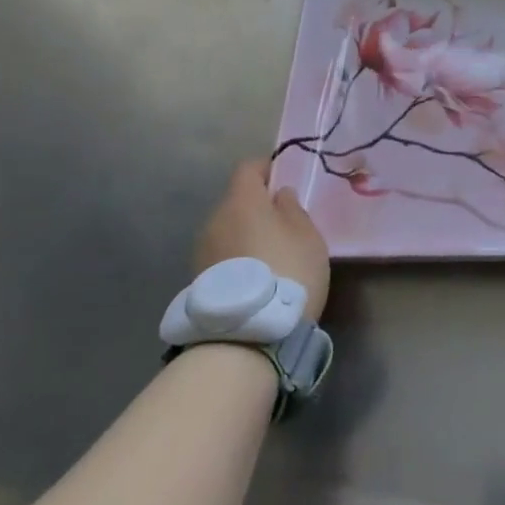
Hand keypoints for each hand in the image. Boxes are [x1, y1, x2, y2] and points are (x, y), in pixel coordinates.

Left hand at [195, 160, 329, 322]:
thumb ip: (292, 208)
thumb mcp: (307, 235)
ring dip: (246, 235)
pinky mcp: (198, 281)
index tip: (283, 178)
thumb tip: (279, 195)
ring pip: (228, 230)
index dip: (266, 169)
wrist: (248, 335)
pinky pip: (222, 256)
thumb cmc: (288, 271)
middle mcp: (215, 219)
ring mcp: (202, 251)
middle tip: (283, 224)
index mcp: (242, 200)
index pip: (248, 169)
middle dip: (257, 207)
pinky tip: (256, 279)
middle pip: (236, 202)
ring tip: (270, 256)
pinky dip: (237, 259)